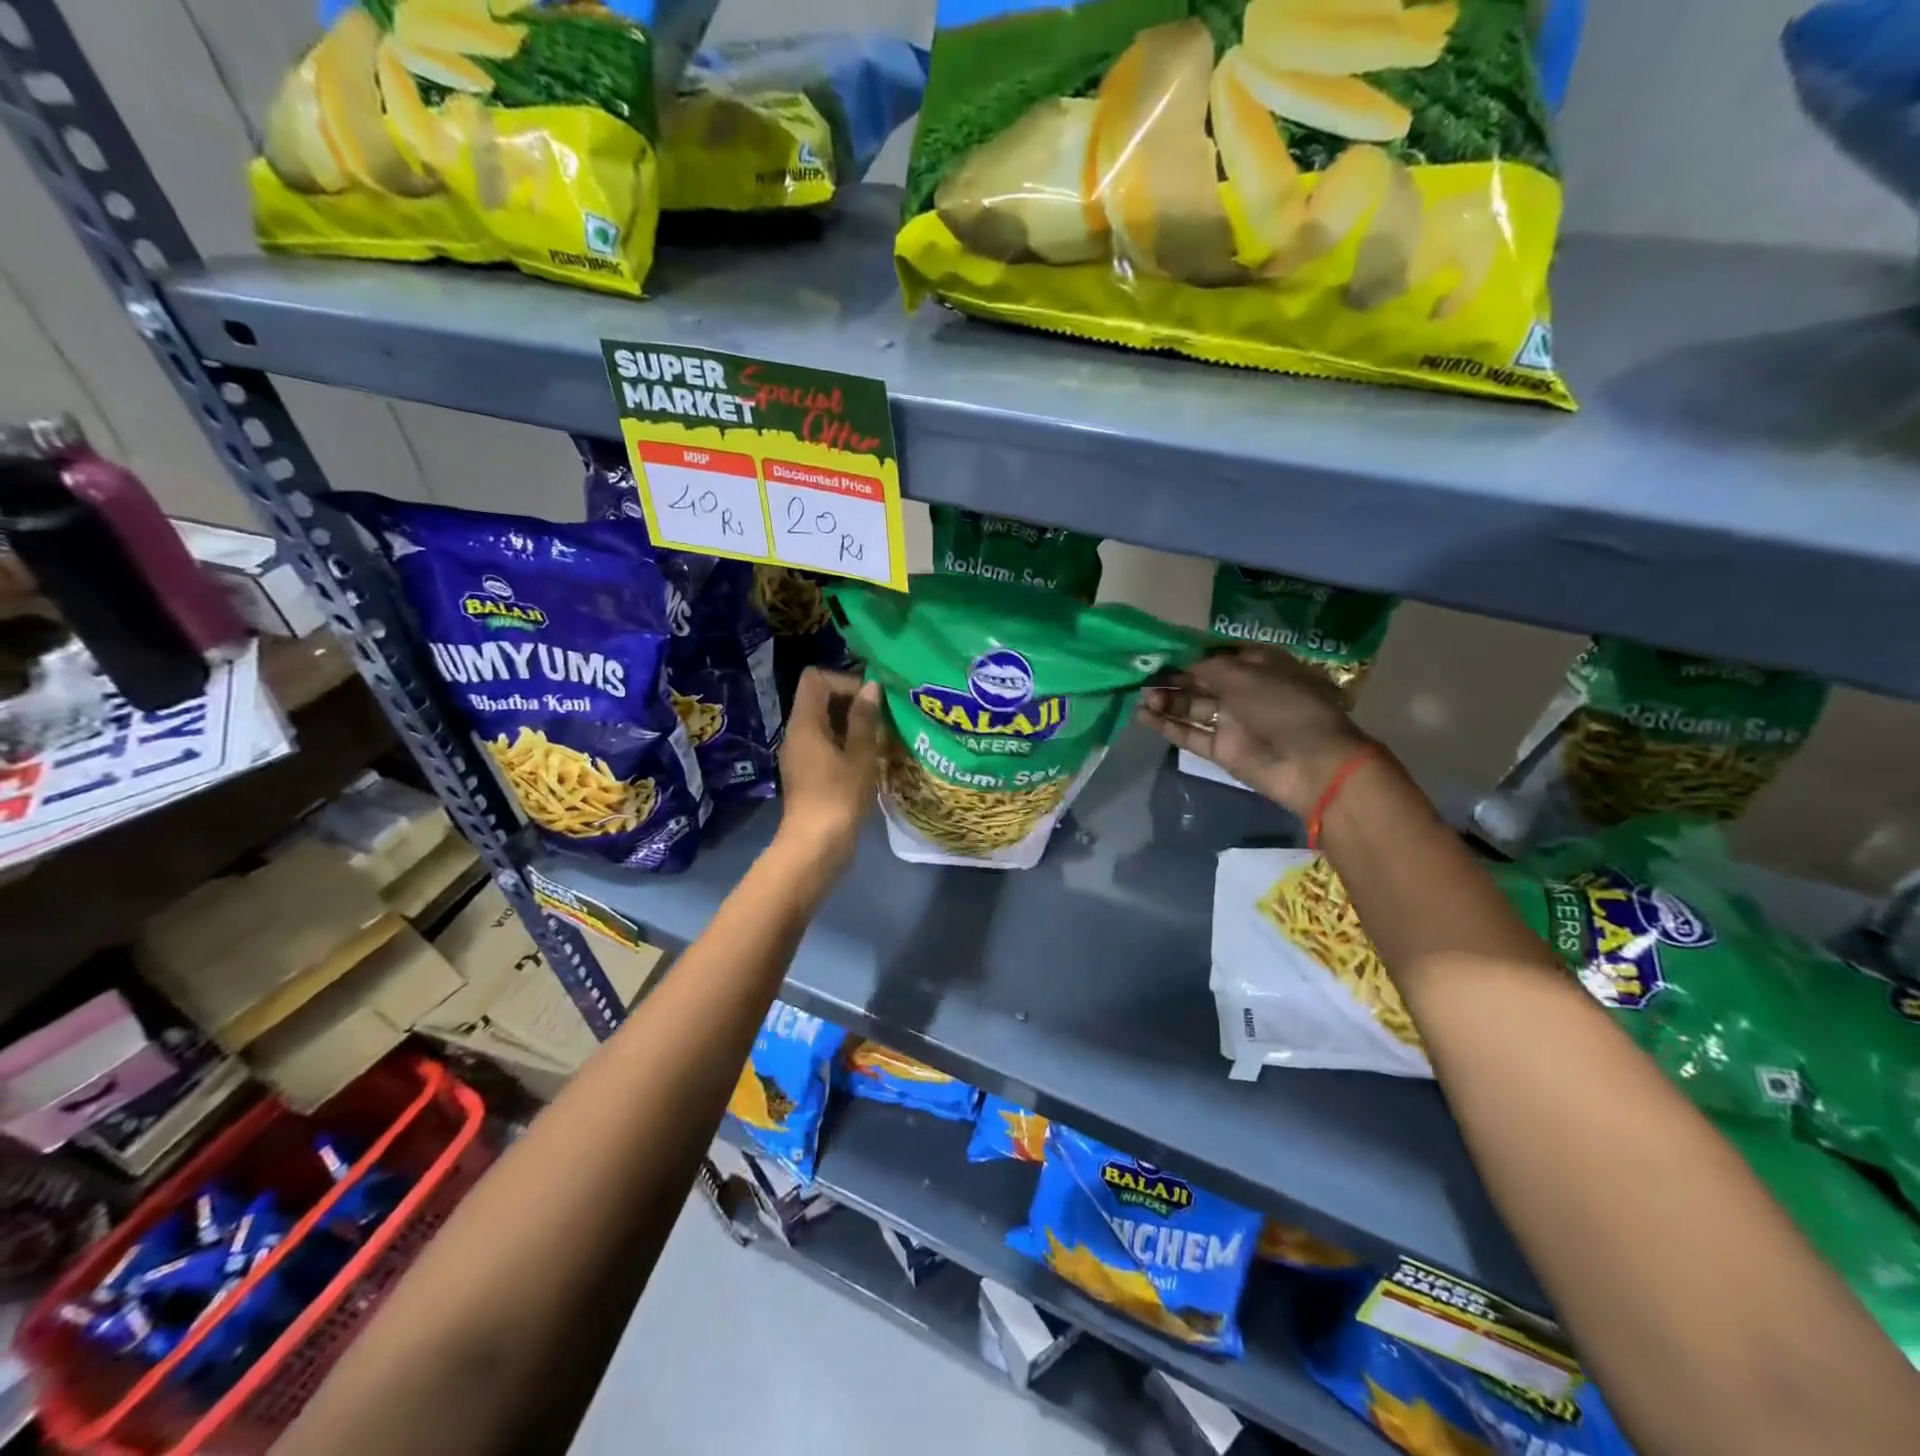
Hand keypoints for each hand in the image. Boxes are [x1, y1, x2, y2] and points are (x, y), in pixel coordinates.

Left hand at [775, 668, 882, 869]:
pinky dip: (845, 742)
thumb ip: (865, 719)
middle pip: (819, 698)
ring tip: (880, 737)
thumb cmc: (839, 797)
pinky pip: (825, 743)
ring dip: (851, 724)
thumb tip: (871, 687)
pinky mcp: (807, 773)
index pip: (815, 678)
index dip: (844, 680)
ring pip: (824, 723)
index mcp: (805, 723)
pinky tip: (869, 758)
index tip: (871, 699)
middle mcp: (796, 733)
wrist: (816, 846)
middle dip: (851, 701)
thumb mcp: (860, 755)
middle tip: (882, 717)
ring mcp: (799, 754)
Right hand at [1138, 647, 1371, 814]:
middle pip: (1202, 682)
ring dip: (1167, 701)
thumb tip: (1185, 665)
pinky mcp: (1222, 750)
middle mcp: (1245, 692)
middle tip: (1143, 678)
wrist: (1309, 763)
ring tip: (1141, 697)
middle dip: (1174, 679)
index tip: (1160, 653)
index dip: (1191, 655)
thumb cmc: (1282, 706)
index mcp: (1260, 666)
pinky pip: (1190, 734)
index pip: (1219, 656)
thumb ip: (1209, 668)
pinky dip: (1168, 726)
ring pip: (1193, 708)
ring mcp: (1233, 722)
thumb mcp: (1245, 675)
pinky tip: (1143, 717)